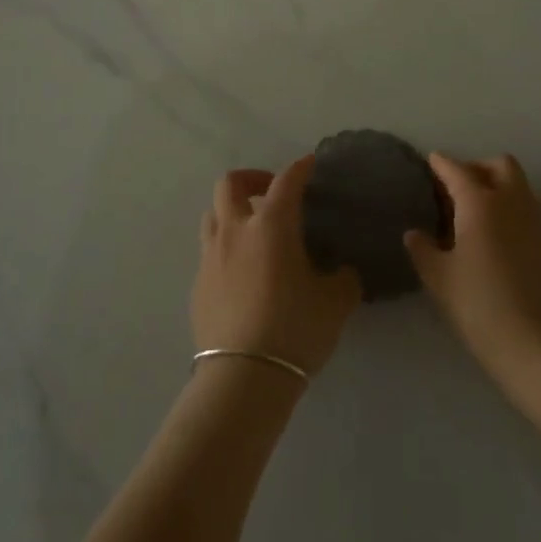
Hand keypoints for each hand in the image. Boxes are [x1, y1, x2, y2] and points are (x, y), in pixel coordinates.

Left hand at [192, 155, 361, 378]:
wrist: (243, 377)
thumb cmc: (294, 328)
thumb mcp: (335, 303)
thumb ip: (343, 279)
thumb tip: (341, 272)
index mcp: (271, 224)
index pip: (286, 181)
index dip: (299, 168)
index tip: (308, 163)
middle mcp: (236, 230)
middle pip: (230, 183)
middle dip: (251, 179)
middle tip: (270, 192)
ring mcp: (210, 257)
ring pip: (213, 214)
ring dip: (231, 212)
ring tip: (252, 230)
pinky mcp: (197, 286)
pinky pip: (209, 252)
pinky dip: (225, 249)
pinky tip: (241, 273)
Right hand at [404, 153, 540, 392]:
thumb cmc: (481, 306)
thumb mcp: (440, 279)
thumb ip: (423, 250)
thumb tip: (414, 234)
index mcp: (480, 203)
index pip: (458, 171)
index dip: (442, 164)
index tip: (431, 160)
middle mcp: (511, 203)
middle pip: (499, 165)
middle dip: (477, 167)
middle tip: (456, 185)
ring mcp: (535, 223)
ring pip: (517, 186)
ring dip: (497, 185)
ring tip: (473, 209)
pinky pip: (526, 210)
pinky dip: (509, 209)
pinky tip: (494, 235)